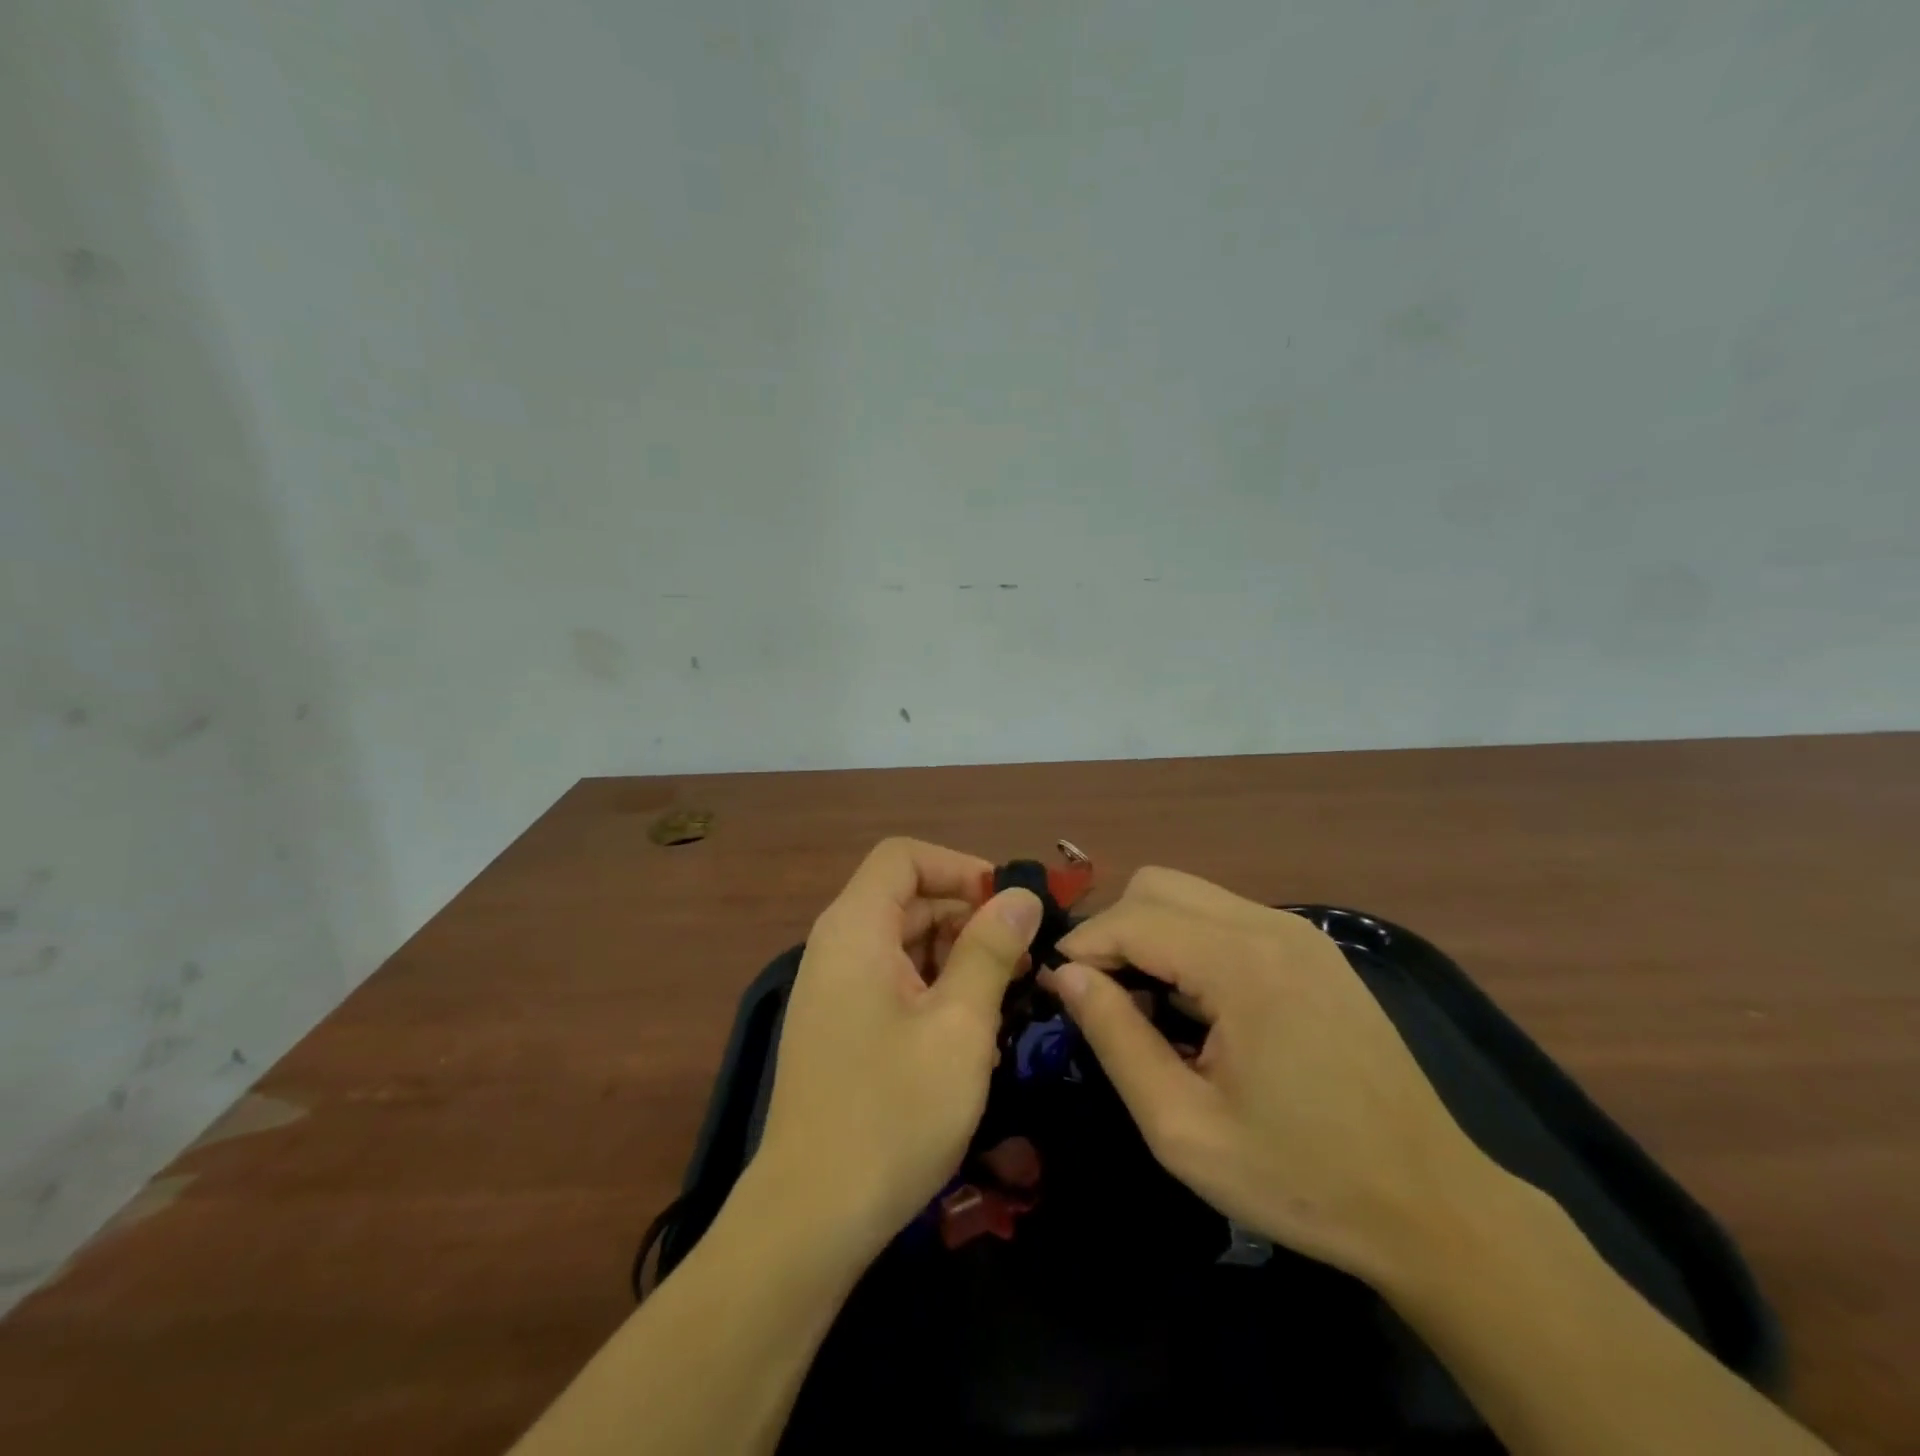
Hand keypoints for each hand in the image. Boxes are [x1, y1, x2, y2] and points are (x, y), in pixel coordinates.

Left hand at [751, 838, 1041, 1267]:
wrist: (810, 1220)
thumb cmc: (892, 1113)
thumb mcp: (959, 1026)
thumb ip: (991, 951)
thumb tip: (1021, 895)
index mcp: (855, 929)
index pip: (904, 857)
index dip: (959, 868)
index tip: (1007, 907)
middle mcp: (837, 947)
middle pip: (907, 899)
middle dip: (968, 918)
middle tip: (1024, 963)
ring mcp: (835, 989)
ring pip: (905, 943)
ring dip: (958, 959)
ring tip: (1007, 1001)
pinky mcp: (840, 1026)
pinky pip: (893, 982)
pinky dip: (935, 991)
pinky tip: (971, 1035)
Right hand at [1047, 867, 1490, 1283]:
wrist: (1434, 1207)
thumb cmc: (1301, 1178)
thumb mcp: (1184, 1128)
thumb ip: (1116, 1038)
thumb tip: (1068, 977)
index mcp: (1241, 964)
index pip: (1131, 918)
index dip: (1082, 949)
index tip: (1059, 994)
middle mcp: (1271, 926)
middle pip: (1158, 885)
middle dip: (1114, 931)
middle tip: (1105, 999)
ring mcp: (1299, 932)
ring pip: (1191, 894)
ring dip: (1152, 935)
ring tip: (1149, 1007)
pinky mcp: (1315, 950)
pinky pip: (1227, 917)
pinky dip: (1190, 942)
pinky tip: (1199, 1006)